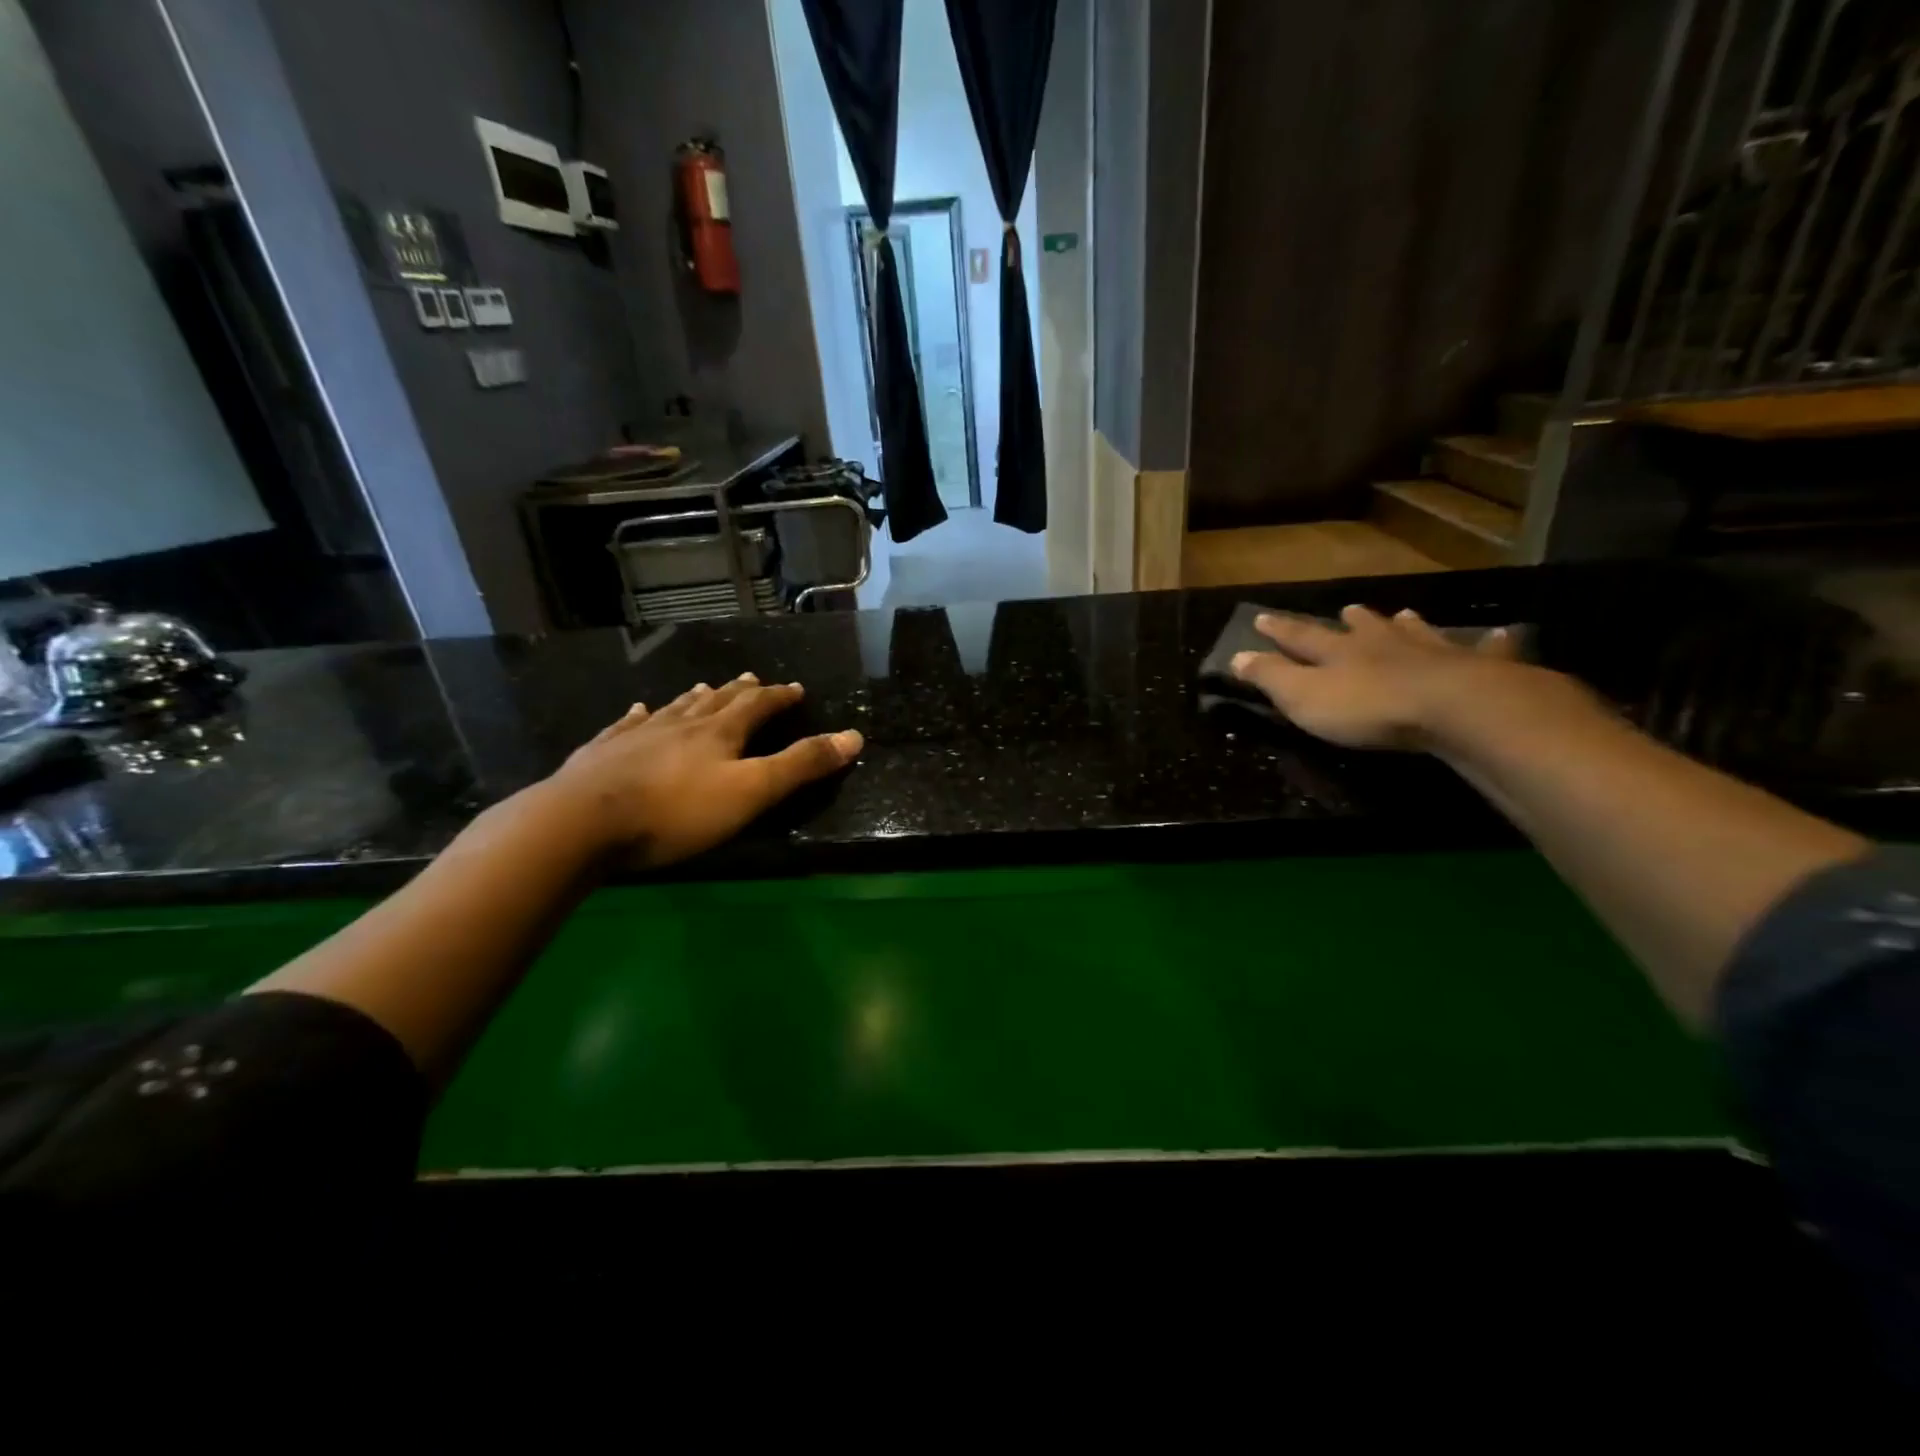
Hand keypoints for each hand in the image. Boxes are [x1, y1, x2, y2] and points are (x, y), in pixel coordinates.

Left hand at [540, 674, 862, 865]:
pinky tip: (638, 710)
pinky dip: (639, 716)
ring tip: (705, 688)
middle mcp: (681, 723)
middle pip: (717, 701)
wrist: (583, 822)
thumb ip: (800, 765)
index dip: (779, 697)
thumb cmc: (677, 811)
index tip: (795, 688)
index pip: (758, 706)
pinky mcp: (603, 751)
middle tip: (753, 679)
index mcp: (719, 733)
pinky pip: (627, 725)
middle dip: (739, 691)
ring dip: (695, 698)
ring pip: (674, 708)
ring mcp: (638, 734)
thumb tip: (853, 736)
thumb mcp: (751, 792)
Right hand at [1230, 605, 1549, 750]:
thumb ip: (1271, 677)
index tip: (1261, 617)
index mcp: (1339, 653)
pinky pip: (1486, 651)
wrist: (1453, 708)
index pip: (1301, 637)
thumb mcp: (1304, 698)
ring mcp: (1432, 652)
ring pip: (1415, 633)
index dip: (1280, 630)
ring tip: (1404, 615)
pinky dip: (1492, 643)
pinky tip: (1503, 634)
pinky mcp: (1478, 669)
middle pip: (1363, 629)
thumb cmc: (1368, 707)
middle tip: (1347, 609)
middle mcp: (1383, 644)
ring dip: (1406, 626)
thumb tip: (1235, 656)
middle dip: (1351, 621)